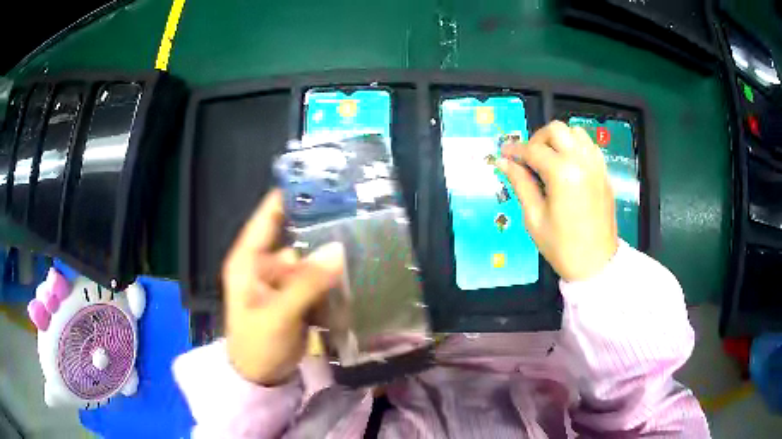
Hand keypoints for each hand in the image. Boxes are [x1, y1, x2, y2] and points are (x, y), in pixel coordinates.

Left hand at [222, 189, 344, 384]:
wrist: (262, 380)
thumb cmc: (257, 345)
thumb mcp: (278, 315)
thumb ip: (306, 283)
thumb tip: (338, 248)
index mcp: (248, 260)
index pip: (268, 216)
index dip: (291, 196)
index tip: (322, 181)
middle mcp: (265, 264)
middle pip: (295, 235)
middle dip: (321, 227)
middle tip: (355, 213)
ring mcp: (282, 281)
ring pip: (310, 258)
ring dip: (331, 254)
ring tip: (363, 238)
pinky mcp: (297, 297)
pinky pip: (317, 278)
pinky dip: (333, 275)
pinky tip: (356, 269)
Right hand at [497, 121, 617, 280]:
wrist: (596, 264)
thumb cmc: (562, 246)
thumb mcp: (535, 218)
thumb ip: (520, 184)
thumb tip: (503, 162)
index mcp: (563, 173)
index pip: (533, 150)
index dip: (515, 150)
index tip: (503, 154)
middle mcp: (582, 161)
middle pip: (556, 130)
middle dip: (537, 139)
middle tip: (528, 159)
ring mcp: (597, 165)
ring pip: (575, 132)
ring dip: (558, 140)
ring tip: (549, 160)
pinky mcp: (604, 172)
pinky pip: (589, 146)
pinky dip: (575, 146)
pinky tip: (567, 165)